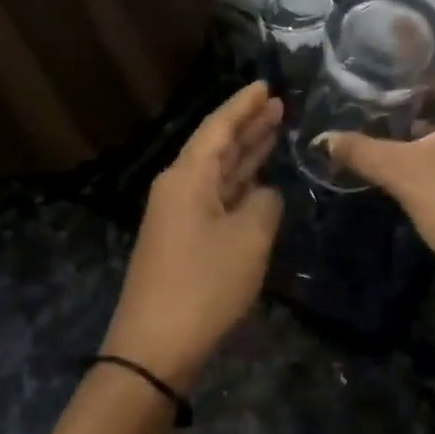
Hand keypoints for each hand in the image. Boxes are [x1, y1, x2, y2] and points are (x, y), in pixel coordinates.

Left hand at [100, 80, 284, 389]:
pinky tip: (260, 180)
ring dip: (246, 153)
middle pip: (217, 146)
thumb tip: (265, 195)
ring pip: (218, 172)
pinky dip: (241, 184)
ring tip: (274, 130)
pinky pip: (218, 197)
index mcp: (188, 177)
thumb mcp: (249, 238)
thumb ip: (266, 204)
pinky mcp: (185, 240)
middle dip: (248, 125)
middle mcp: (180, 188)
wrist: (155, 347)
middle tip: (279, 105)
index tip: (266, 85)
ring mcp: (180, 215)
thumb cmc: (204, 284)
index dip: (243, 105)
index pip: (218, 128)